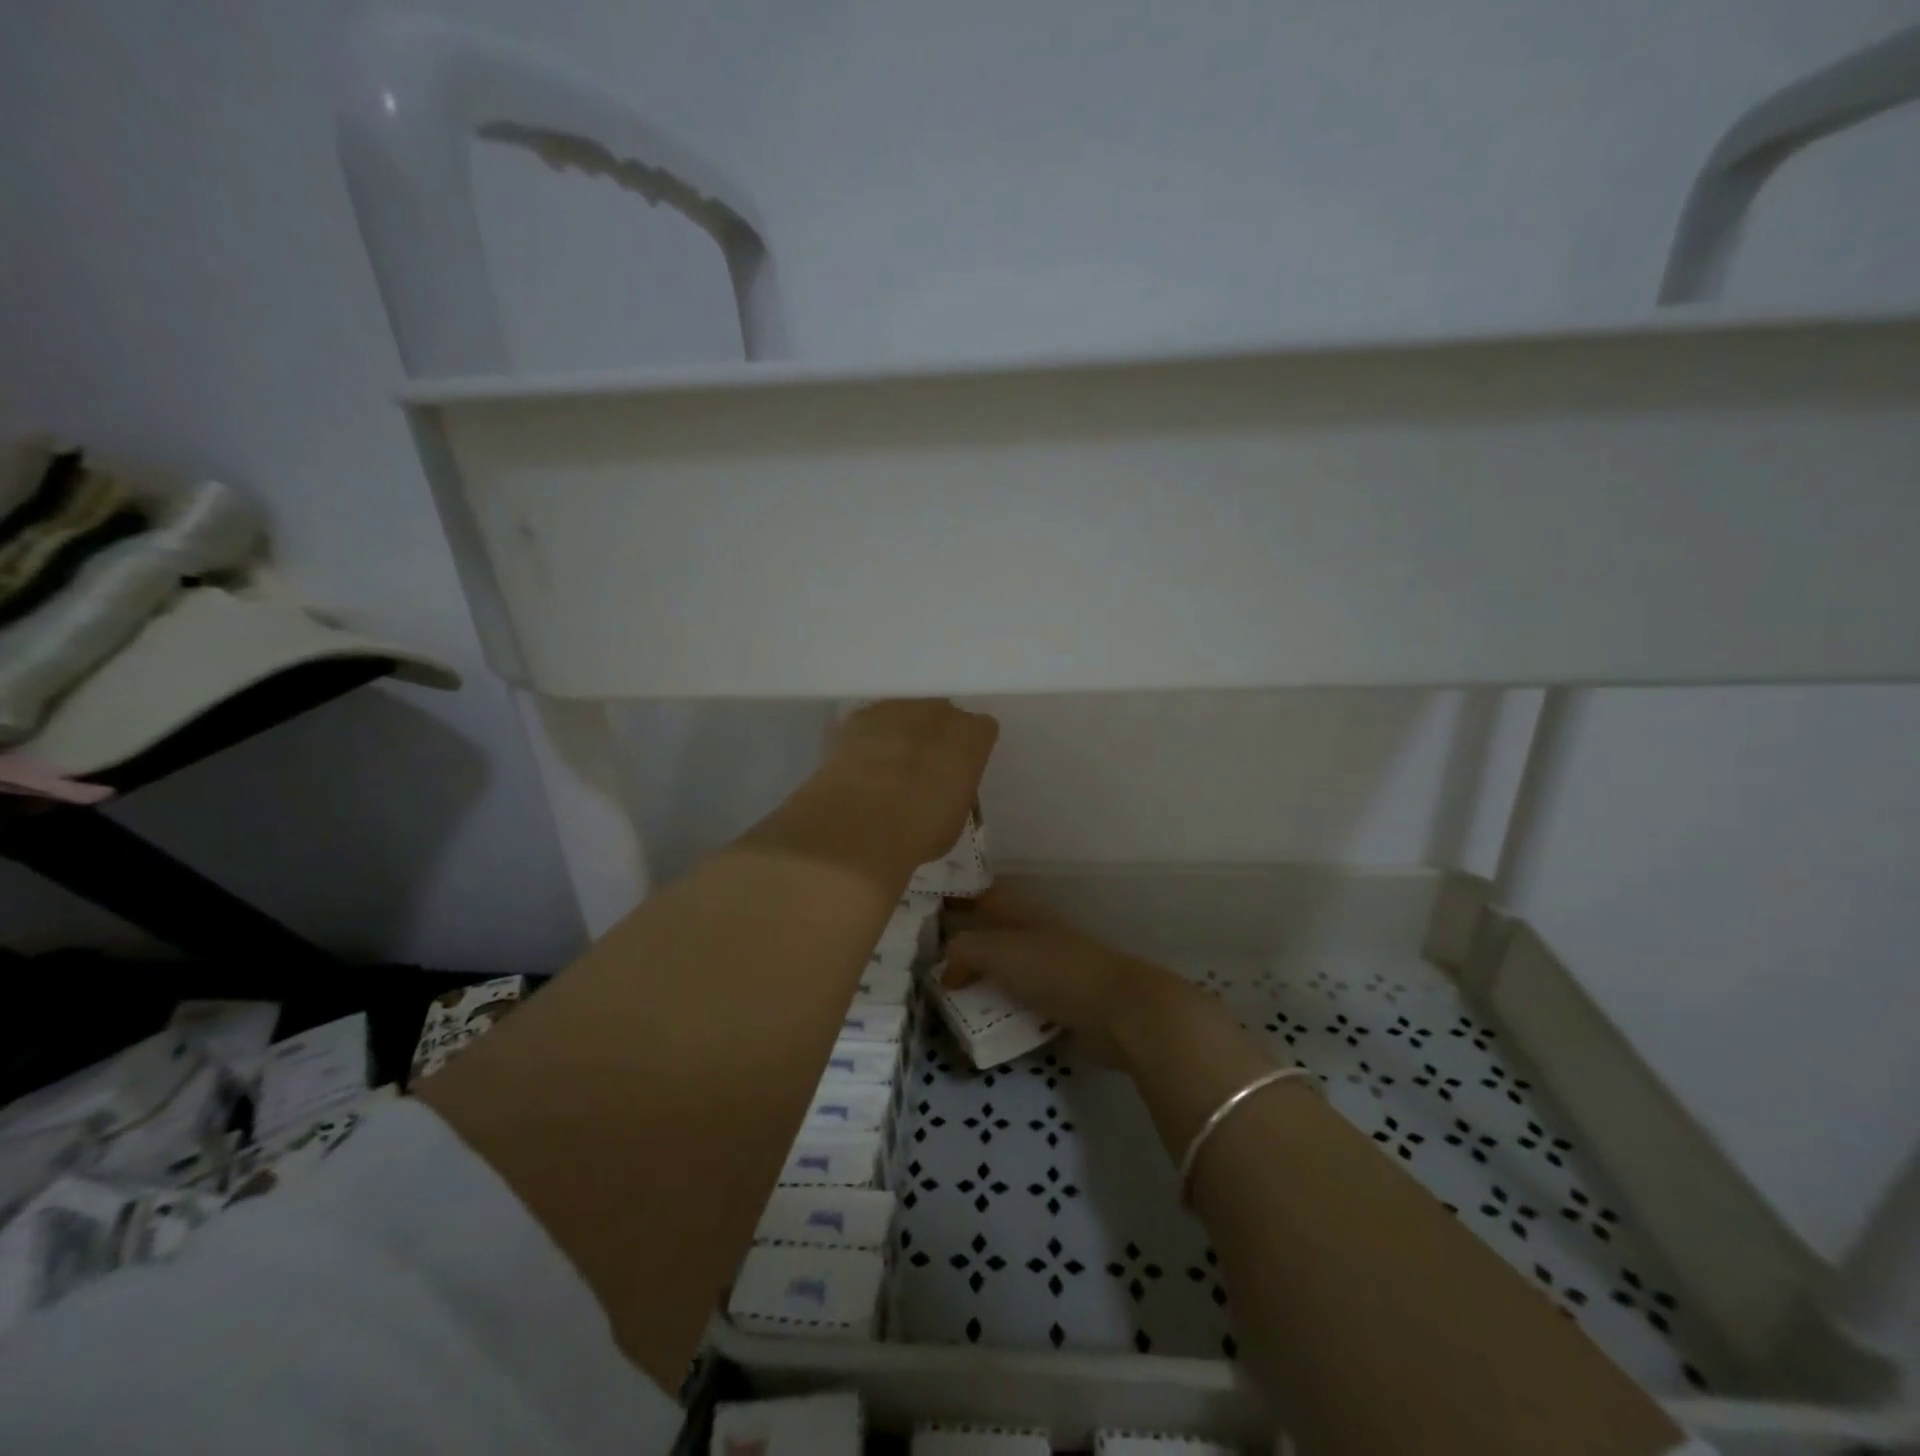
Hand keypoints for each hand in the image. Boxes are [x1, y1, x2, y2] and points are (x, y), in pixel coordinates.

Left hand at [818, 699, 998, 868]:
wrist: (861, 823)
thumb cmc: (920, 830)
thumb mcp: (955, 817)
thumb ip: (955, 788)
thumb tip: (943, 787)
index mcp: (972, 736)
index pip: (981, 731)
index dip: (968, 751)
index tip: (958, 771)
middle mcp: (939, 711)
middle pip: (942, 716)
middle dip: (934, 737)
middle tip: (921, 770)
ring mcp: (896, 708)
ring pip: (904, 716)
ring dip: (900, 735)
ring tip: (885, 770)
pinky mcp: (859, 716)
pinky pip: (871, 724)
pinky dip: (868, 740)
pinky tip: (859, 768)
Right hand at [942, 887, 1193, 1066]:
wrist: (1120, 1012)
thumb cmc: (1057, 971)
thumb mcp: (999, 951)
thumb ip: (964, 950)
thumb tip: (946, 970)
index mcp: (1023, 913)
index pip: (984, 897)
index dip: (958, 900)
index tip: (925, 915)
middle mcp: (1036, 936)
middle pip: (993, 936)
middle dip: (964, 949)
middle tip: (927, 967)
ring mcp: (1052, 972)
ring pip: (1006, 972)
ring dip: (982, 984)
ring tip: (946, 1002)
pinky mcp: (1063, 1006)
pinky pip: (1022, 1006)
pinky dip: (1002, 1013)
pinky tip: (981, 1028)